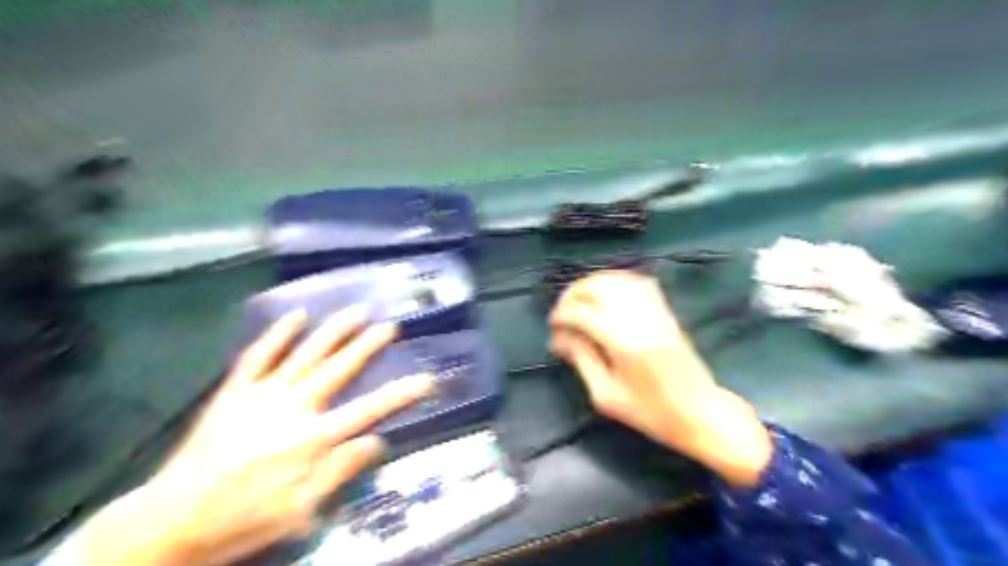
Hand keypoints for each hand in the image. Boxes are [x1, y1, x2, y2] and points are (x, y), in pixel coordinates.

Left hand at [78, 309, 432, 565]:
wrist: (170, 521)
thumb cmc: (244, 519)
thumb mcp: (302, 510)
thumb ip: (341, 471)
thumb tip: (378, 441)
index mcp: (313, 439)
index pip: (370, 410)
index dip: (403, 393)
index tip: (427, 378)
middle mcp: (294, 408)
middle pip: (339, 369)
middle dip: (368, 345)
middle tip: (390, 325)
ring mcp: (262, 394)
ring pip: (306, 353)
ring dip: (334, 330)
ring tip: (356, 311)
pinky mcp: (235, 391)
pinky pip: (259, 355)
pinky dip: (279, 334)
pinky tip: (297, 316)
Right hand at [551, 272, 772, 482]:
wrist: (700, 413)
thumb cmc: (651, 413)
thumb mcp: (607, 396)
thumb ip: (582, 360)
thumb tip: (560, 338)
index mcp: (624, 344)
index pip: (583, 313)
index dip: (562, 315)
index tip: (553, 326)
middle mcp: (640, 320)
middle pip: (599, 288)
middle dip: (573, 293)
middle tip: (562, 310)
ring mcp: (656, 312)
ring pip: (618, 279)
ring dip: (593, 283)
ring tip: (579, 298)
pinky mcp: (665, 312)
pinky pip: (640, 283)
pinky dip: (617, 280)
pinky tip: (606, 291)